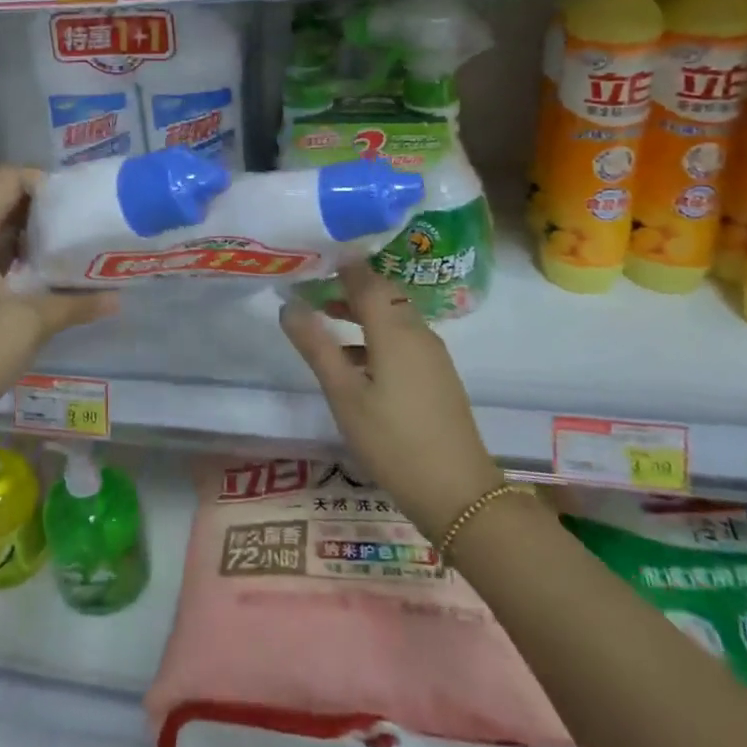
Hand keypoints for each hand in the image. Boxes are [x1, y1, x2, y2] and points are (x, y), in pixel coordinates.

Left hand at [0, 167, 116, 453]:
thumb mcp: (27, 327)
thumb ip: (74, 304)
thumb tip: (117, 298)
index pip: (4, 179)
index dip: (42, 183)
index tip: (76, 206)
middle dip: (38, 211)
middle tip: (78, 230)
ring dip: (22, 236)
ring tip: (62, 254)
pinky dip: (1, 257)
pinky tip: (30, 281)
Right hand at [281, 263, 502, 541]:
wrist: (458, 492)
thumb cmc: (393, 440)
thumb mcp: (344, 394)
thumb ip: (316, 347)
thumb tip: (289, 305)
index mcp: (395, 330)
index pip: (367, 280)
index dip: (342, 264)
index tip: (314, 254)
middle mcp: (418, 332)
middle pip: (383, 294)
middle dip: (350, 285)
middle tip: (313, 283)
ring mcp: (432, 354)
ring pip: (394, 316)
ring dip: (362, 310)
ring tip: (327, 316)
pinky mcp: (437, 375)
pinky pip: (404, 337)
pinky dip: (377, 333)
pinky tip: (356, 359)